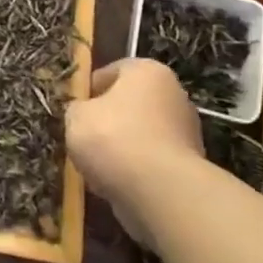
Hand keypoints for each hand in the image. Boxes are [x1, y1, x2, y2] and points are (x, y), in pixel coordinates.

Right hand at [67, 58, 204, 249]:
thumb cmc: (114, 138)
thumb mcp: (76, 116)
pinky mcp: (189, 166)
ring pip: (139, 135)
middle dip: (106, 120)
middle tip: (83, 138)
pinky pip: (150, 162)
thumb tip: (83, 113)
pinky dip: (134, 170)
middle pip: (129, 104)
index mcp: (148, 72)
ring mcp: (186, 132)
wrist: (160, 191)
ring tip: (95, 167)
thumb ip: (77, 108)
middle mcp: (174, 94)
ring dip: (120, 148)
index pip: (112, 71)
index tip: (73, 110)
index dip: (88, 90)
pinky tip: (115, 184)